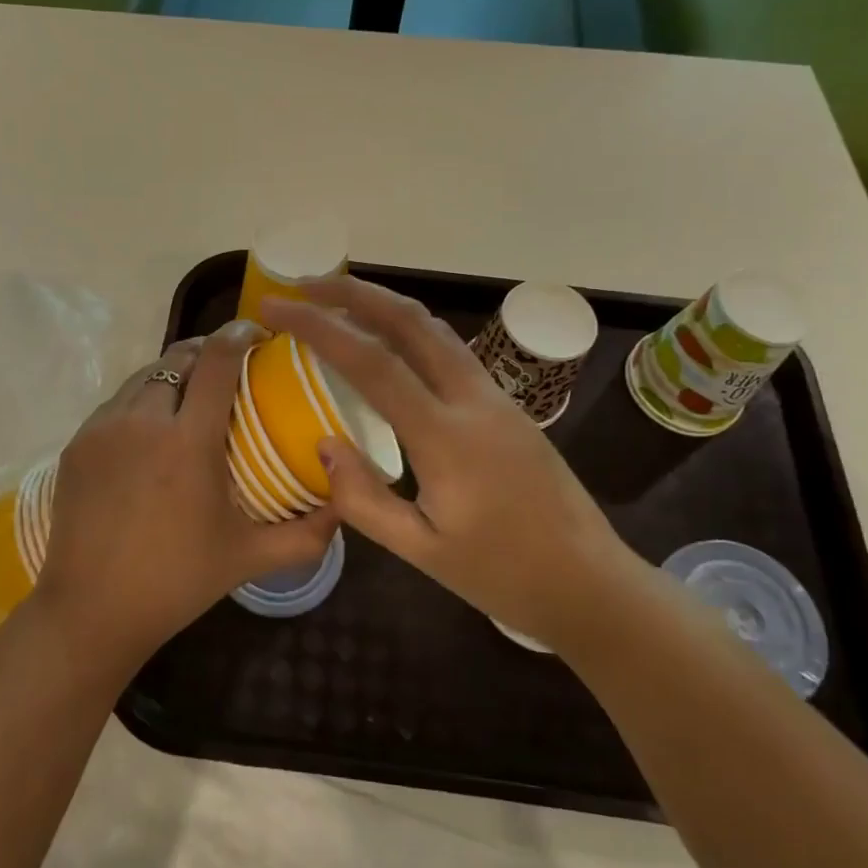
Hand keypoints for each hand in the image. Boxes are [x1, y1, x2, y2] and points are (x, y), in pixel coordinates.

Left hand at [35, 321, 337, 672]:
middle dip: (207, 352)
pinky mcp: (77, 442)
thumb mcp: (248, 558)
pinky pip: (116, 403)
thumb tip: (344, 504)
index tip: (258, 333)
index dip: (239, 334)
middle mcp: (143, 421)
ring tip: (190, 397)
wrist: (90, 611)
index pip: (216, 360)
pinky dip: (141, 401)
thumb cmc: (176, 582)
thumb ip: (306, 534)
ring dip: (173, 374)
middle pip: (178, 357)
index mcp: (188, 442)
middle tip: (228, 369)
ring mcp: (103, 429)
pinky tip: (152, 430)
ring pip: (144, 376)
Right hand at [264, 278, 636, 648]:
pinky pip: (449, 349)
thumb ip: (364, 500)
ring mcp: (495, 396)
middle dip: (354, 292)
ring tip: (337, 301)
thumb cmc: (503, 574)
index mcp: (447, 437)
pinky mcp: (505, 404)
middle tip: (305, 285)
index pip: (373, 363)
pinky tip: (387, 341)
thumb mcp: (422, 552)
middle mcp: (473, 400)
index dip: (320, 328)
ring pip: (434, 328)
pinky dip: (408, 329)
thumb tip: (323, 444)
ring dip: (383, 304)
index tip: (278, 309)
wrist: (589, 582)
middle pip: (410, 321)